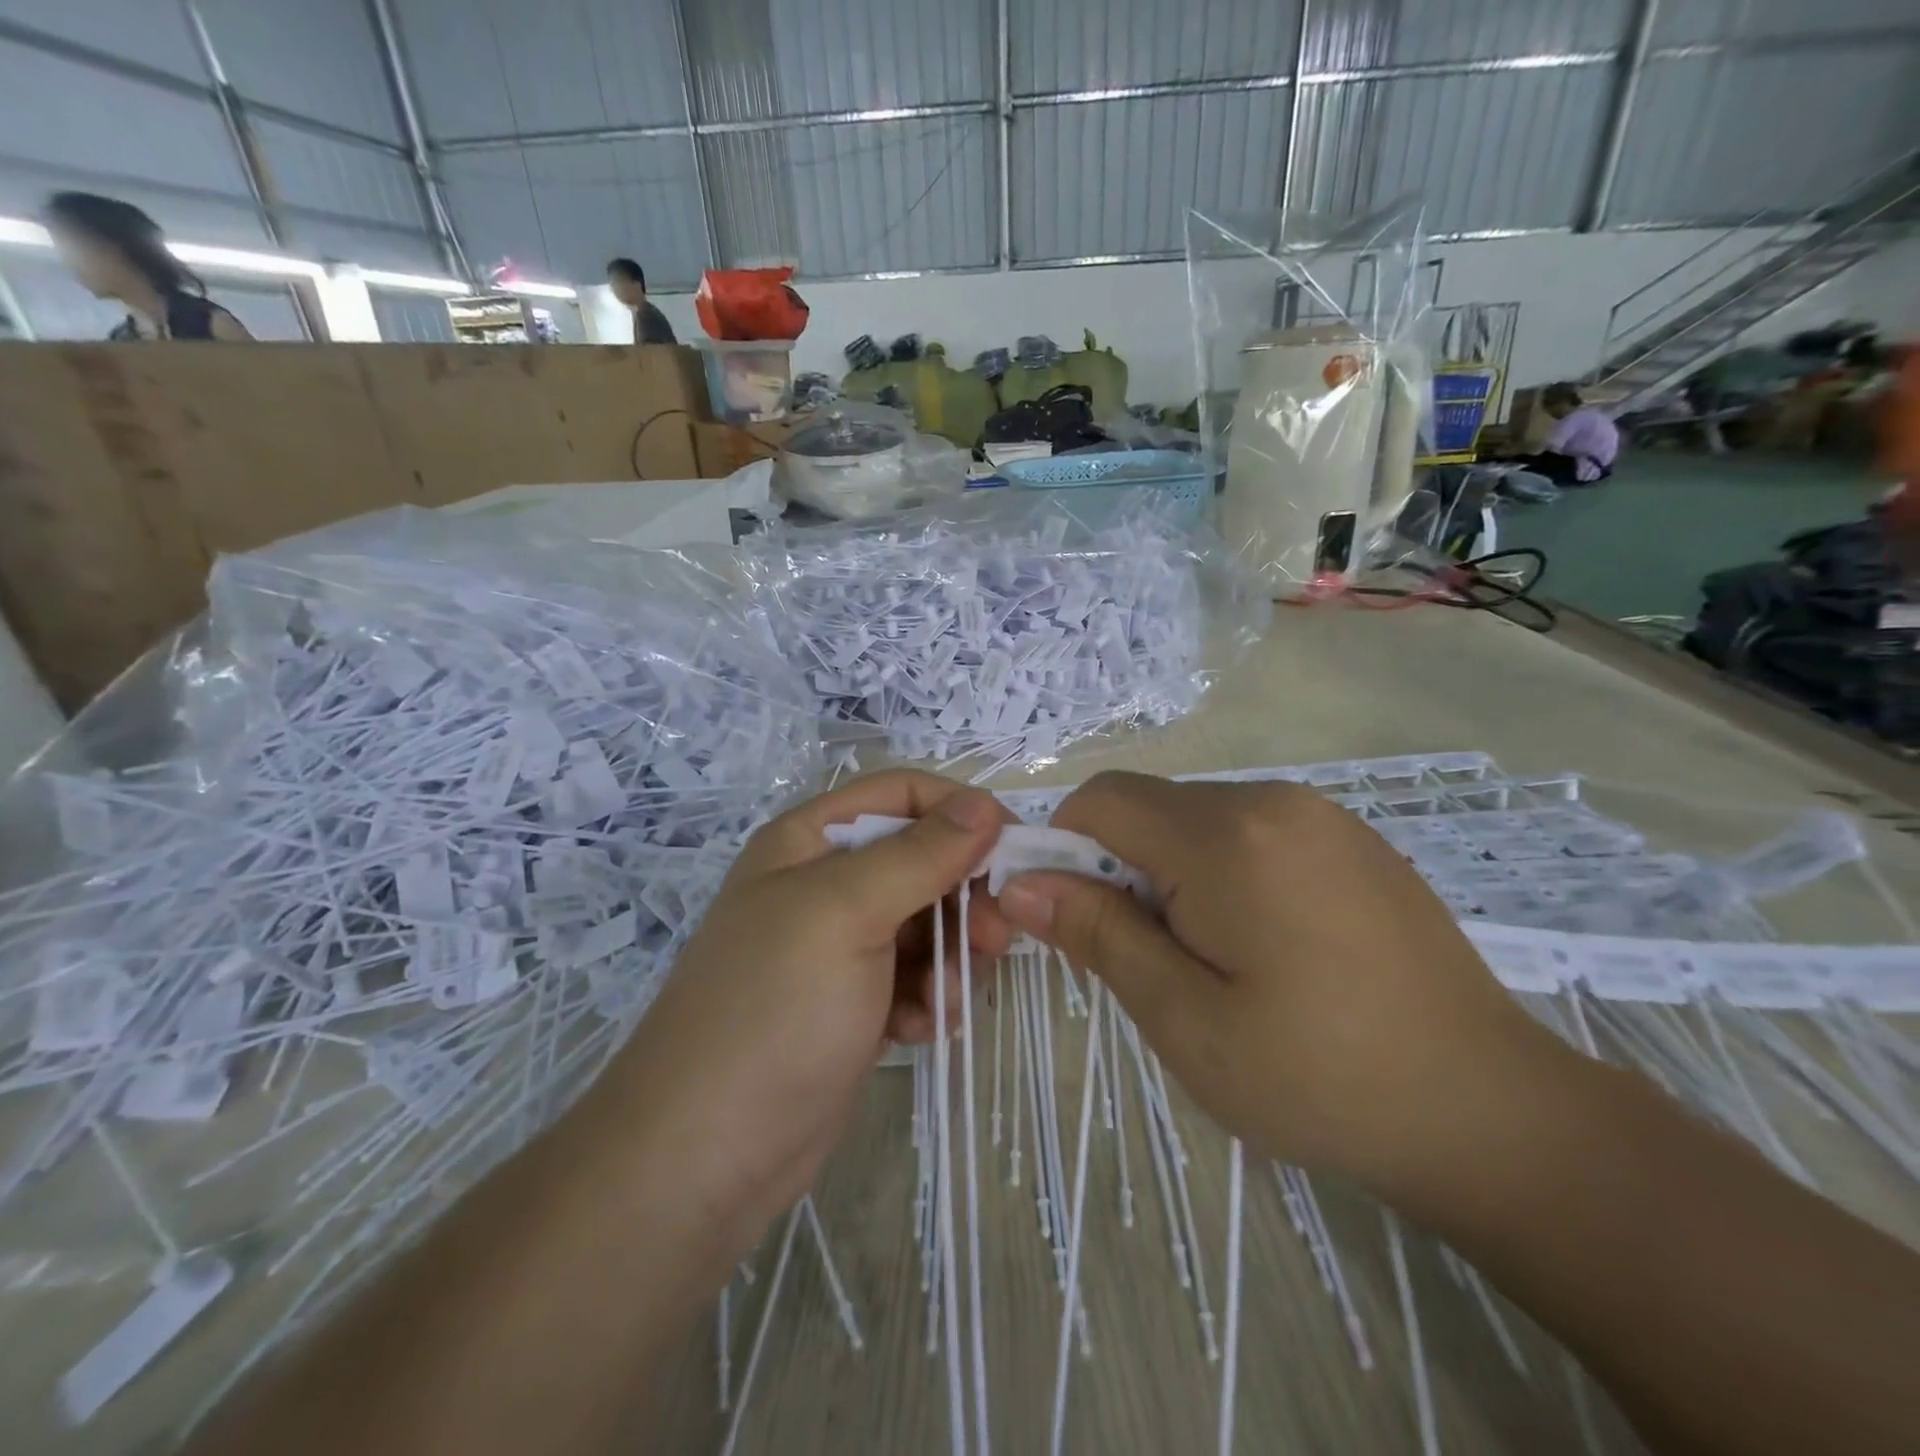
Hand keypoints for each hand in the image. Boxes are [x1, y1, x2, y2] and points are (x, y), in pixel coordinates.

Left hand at [596, 770, 1014, 1258]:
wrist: (703, 1156)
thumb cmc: (774, 1010)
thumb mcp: (847, 913)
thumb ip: (920, 854)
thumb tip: (986, 803)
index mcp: (812, 840)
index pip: (903, 794)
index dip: (961, 811)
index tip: (1014, 848)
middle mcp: (826, 883)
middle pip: (924, 860)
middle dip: (963, 897)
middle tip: (994, 940)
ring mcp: (841, 947)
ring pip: (929, 923)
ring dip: (951, 958)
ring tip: (944, 1002)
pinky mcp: (856, 1002)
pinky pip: (917, 976)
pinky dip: (929, 998)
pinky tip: (919, 1031)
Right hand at [996, 772, 1571, 1195]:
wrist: (1492, 1111)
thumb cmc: (1319, 1077)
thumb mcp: (1185, 1018)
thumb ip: (1098, 935)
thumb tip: (1020, 884)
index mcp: (1227, 836)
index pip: (1101, 801)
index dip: (1063, 850)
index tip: (1071, 920)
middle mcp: (1271, 800)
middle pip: (1149, 807)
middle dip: (1120, 868)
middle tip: (1147, 958)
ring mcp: (1319, 814)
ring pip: (1196, 818)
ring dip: (1170, 872)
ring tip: (1209, 959)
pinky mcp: (1349, 838)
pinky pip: (1249, 830)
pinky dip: (1222, 870)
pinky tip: (1265, 944)